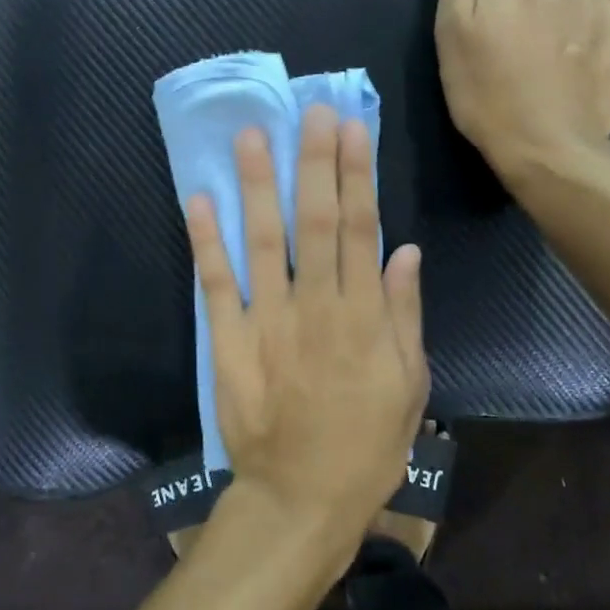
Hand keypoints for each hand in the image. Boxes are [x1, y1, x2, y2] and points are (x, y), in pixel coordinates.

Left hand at [185, 105, 428, 543]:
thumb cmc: (365, 444)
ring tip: (252, 136)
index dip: (357, 175)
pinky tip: (199, 199)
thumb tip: (405, 250)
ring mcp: (269, 321)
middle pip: (316, 222)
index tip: (353, 128)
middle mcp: (316, 307)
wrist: (301, 499)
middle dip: (314, 162)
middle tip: (311, 110)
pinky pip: (217, 284)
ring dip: (258, 186)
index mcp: (363, 317)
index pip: (362, 229)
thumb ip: (405, 315)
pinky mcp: (230, 341)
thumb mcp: (410, 386)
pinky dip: (206, 241)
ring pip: (264, 241)